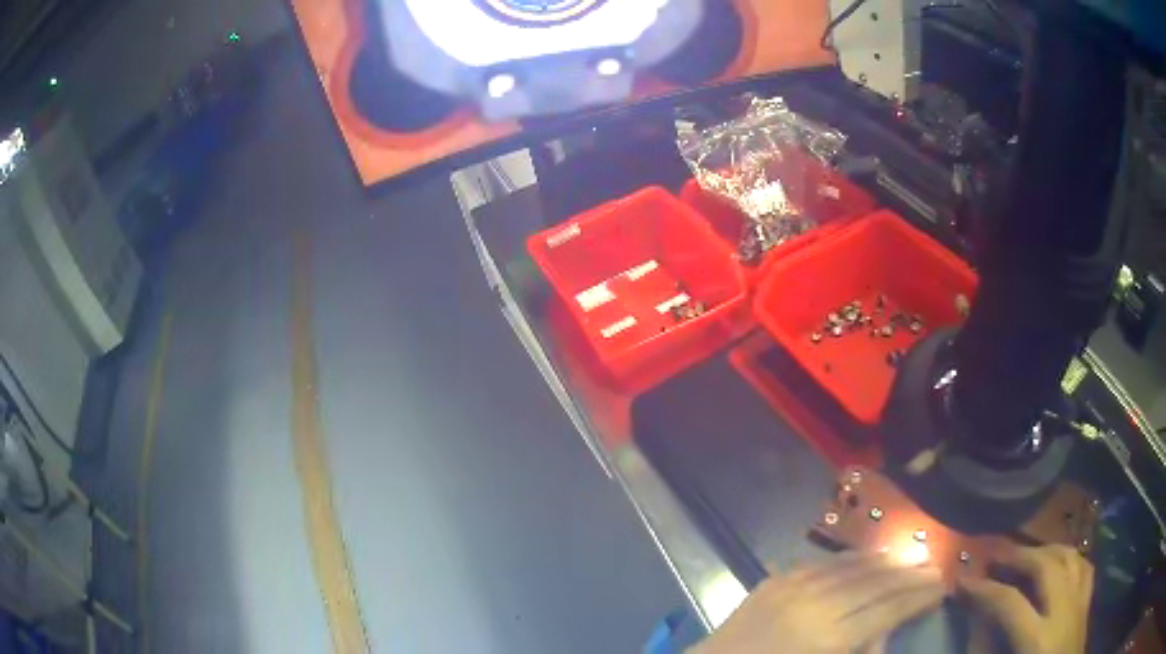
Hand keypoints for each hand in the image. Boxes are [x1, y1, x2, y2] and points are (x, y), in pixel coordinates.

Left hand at [691, 553, 944, 653]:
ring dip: (886, 561)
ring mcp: (792, 588)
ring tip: (910, 558)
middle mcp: (816, 605)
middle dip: (910, 575)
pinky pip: (824, 563)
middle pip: (877, 583)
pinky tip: (869, 557)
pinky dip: (852, 558)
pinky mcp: (774, 581)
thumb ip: (862, 651)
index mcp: (830, 639)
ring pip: (854, 566)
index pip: (889, 610)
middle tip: (934, 568)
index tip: (942, 586)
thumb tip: (889, 629)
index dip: (919, 597)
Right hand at [958, 544, 1093, 653]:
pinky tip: (1060, 560)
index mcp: (1038, 638)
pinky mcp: (1088, 600)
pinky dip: (1070, 557)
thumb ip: (992, 650)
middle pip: (1046, 566)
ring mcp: (1080, 601)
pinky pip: (1083, 566)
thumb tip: (976, 623)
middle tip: (995, 550)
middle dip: (1018, 554)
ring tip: (1026, 551)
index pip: (1009, 603)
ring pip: (1069, 557)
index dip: (984, 589)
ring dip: (1045, 549)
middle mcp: (1063, 610)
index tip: (962, 579)